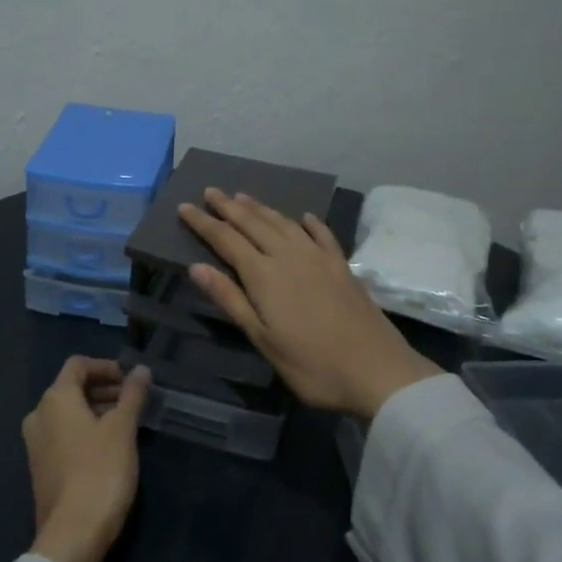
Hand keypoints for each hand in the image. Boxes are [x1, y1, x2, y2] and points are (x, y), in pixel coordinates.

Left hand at [22, 357, 150, 561]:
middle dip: (104, 389)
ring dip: (97, 410)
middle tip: (135, 401)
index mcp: (55, 399)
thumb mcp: (122, 430)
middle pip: (72, 388)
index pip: (78, 365)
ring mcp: (36, 443)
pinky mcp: (41, 467)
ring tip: (128, 422)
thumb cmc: (100, 472)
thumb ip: (132, 395)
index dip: (106, 367)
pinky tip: (110, 446)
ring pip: (68, 413)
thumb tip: (141, 370)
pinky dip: (86, 430)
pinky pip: (64, 434)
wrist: (73, 534)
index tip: (132, 379)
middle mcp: (39, 415)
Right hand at [178, 189, 439, 419]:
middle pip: (253, 224)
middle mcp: (289, 256)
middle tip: (211, 191)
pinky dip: (309, 223)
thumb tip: (196, 266)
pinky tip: (304, 217)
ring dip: (261, 208)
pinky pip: (322, 235)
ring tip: (244, 196)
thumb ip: (230, 299)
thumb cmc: (311, 364)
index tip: (184, 207)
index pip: (225, 239)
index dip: (203, 223)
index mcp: (264, 275)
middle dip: (228, 206)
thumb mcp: (262, 338)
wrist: (377, 371)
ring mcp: (319, 258)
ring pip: (283, 223)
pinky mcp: (342, 267)